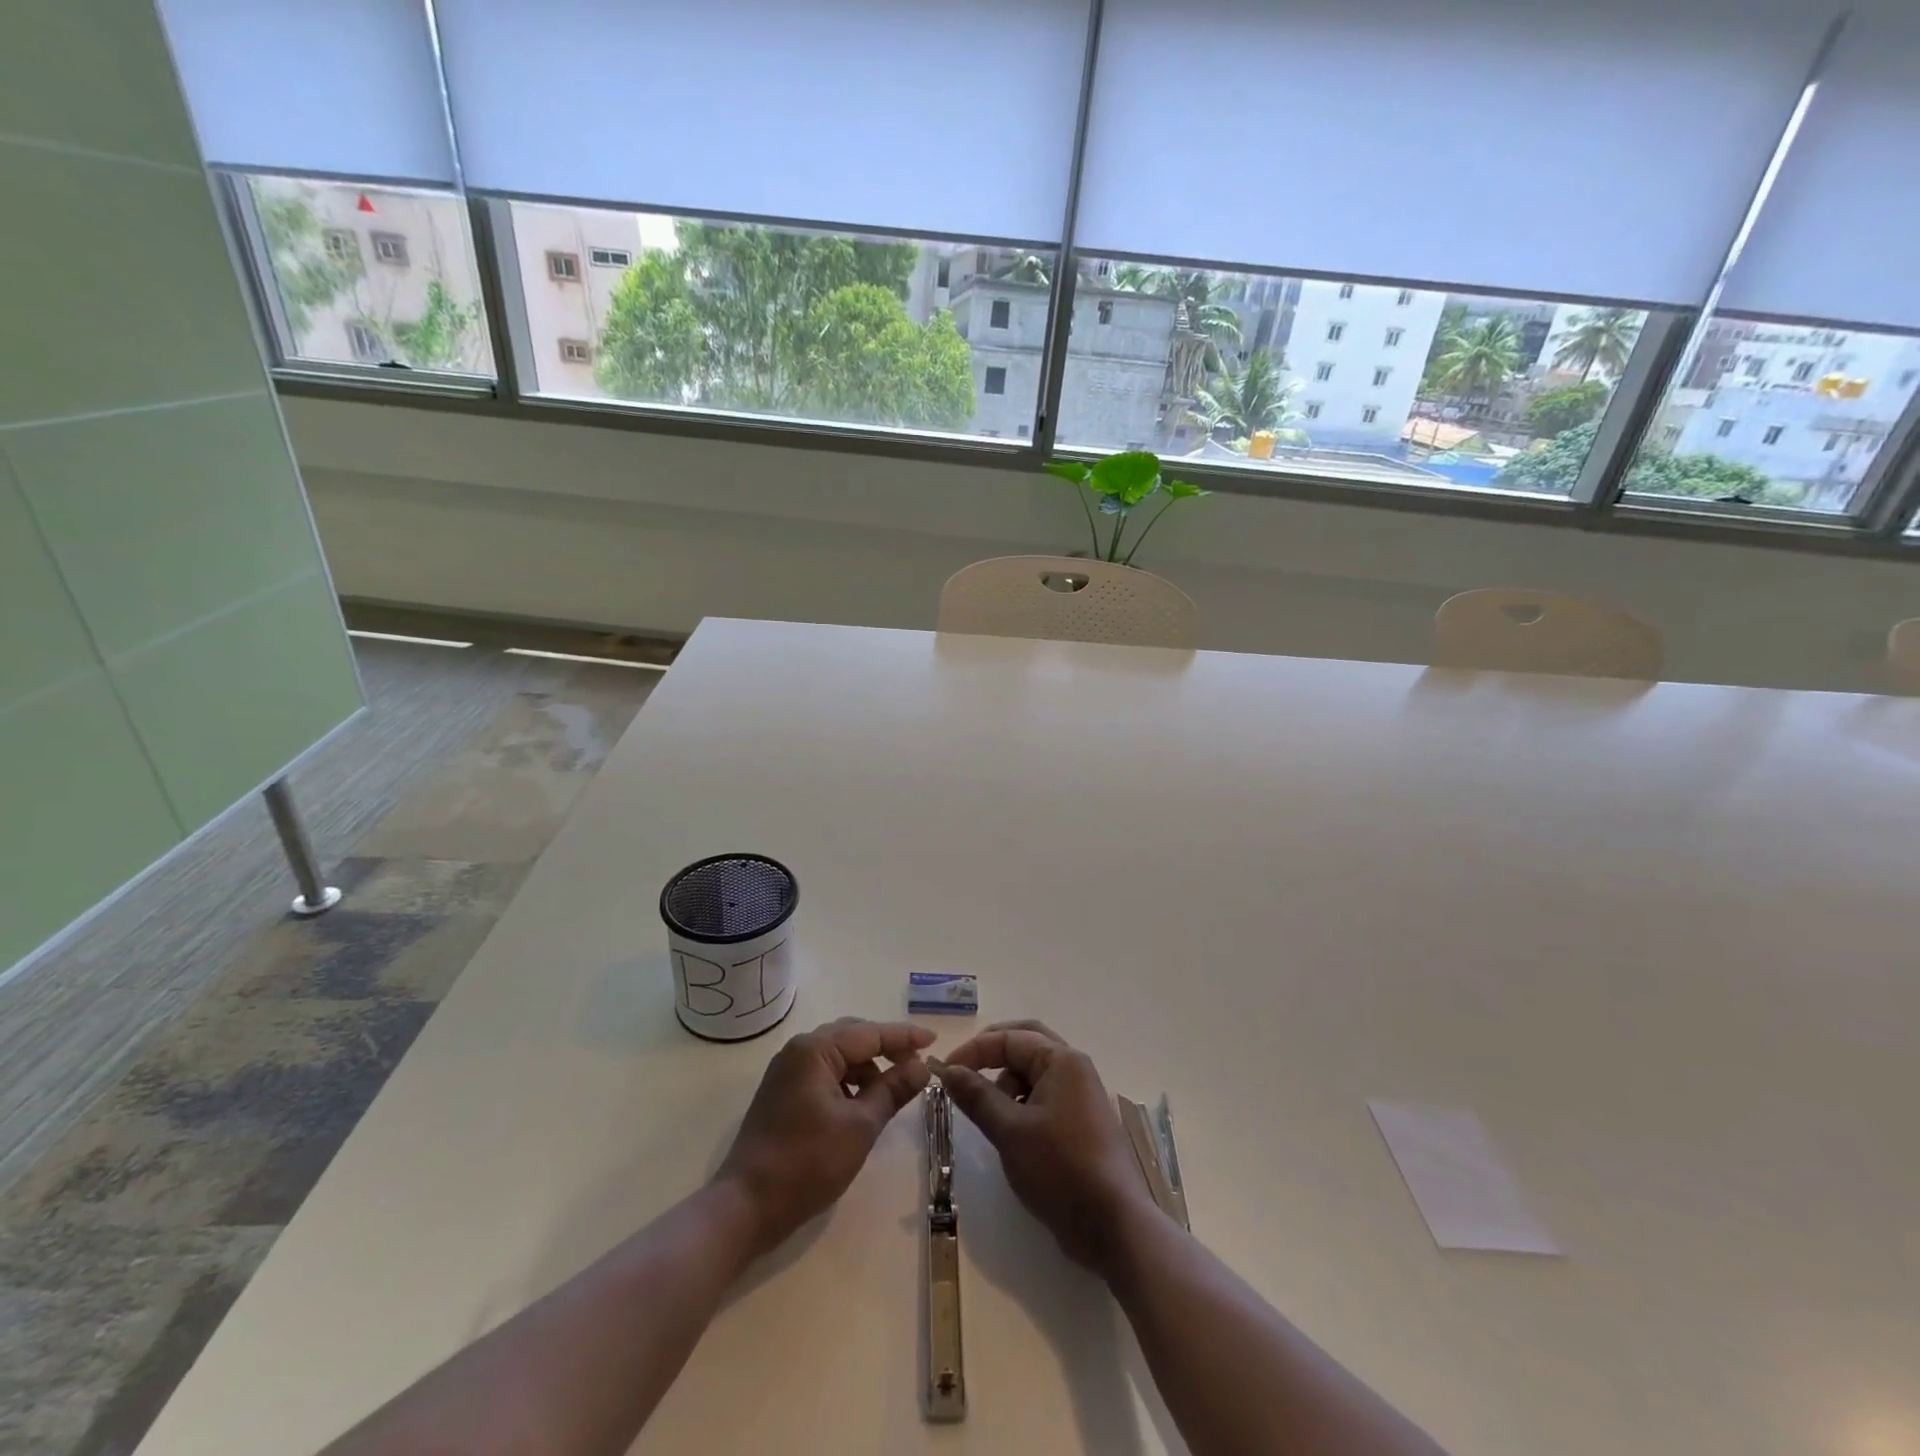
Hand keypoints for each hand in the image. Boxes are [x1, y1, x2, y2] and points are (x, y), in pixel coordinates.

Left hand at [714, 1018, 933, 1257]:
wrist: (745, 1207)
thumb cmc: (806, 1163)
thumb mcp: (860, 1126)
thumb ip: (893, 1090)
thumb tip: (922, 1067)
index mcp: (815, 1049)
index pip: (870, 1033)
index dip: (904, 1037)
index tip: (933, 1040)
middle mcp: (798, 1050)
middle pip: (852, 1036)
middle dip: (886, 1048)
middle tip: (916, 1064)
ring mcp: (787, 1072)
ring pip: (838, 1055)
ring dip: (867, 1066)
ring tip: (893, 1088)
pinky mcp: (782, 1093)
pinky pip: (825, 1072)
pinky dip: (848, 1081)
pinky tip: (863, 1102)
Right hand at [935, 1021, 1154, 1274]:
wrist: (1113, 1225)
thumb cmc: (1059, 1169)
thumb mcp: (1010, 1131)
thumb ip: (977, 1096)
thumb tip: (948, 1070)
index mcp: (1062, 1060)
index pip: (1009, 1038)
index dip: (974, 1050)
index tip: (944, 1072)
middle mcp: (1074, 1068)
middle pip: (1027, 1042)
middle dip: (993, 1052)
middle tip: (964, 1070)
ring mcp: (1081, 1095)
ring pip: (1035, 1070)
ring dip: (1007, 1080)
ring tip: (988, 1112)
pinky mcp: (1081, 1121)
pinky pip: (1045, 1095)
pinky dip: (1022, 1101)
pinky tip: (1009, 1129)